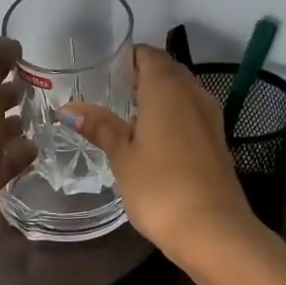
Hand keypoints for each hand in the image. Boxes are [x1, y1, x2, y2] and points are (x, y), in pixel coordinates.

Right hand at [65, 46, 259, 258]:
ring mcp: (210, 117)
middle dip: (142, 75)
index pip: (149, 54)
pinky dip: (173, 116)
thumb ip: (100, 127)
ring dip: (159, 96)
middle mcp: (193, 93)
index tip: (104, 69)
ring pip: (182, 92)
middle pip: (168, 70)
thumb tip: (69, 108)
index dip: (128, 57)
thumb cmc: (160, 186)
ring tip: (128, 114)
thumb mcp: (122, 156)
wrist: (213, 230)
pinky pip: (192, 113)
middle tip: (111, 91)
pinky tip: (154, 138)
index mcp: (167, 87)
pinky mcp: (217, 141)